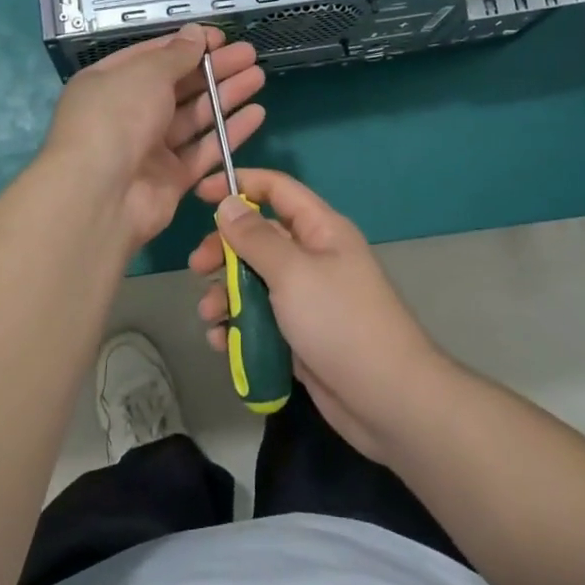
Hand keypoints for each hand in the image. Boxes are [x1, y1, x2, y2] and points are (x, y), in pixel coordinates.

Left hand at [42, 26, 264, 250]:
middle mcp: (127, 114)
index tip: (221, 37)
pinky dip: (229, 132)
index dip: (187, 45)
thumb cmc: (116, 118)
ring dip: (225, 96)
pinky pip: (204, 150)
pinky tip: (256, 113)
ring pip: (194, 117)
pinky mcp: (170, 179)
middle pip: (177, 86)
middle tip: (249, 54)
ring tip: (258, 76)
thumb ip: (175, 55)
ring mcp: (149, 148)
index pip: (152, 57)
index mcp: (109, 83)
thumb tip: (196, 33)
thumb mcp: (145, 74)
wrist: (100, 196)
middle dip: (213, 69)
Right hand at [187, 168, 447, 461]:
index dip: (240, 184)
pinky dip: (238, 326)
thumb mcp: (292, 272)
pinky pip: (259, 320)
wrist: (387, 399)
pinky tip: (222, 342)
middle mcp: (312, 257)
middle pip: (258, 237)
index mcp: (320, 230)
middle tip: (197, 267)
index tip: (201, 195)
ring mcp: (305, 298)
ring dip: (226, 294)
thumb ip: (256, 237)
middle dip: (224, 249)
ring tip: (210, 316)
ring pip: (253, 282)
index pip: (277, 190)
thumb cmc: (340, 322)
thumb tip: (230, 203)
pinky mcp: (298, 335)